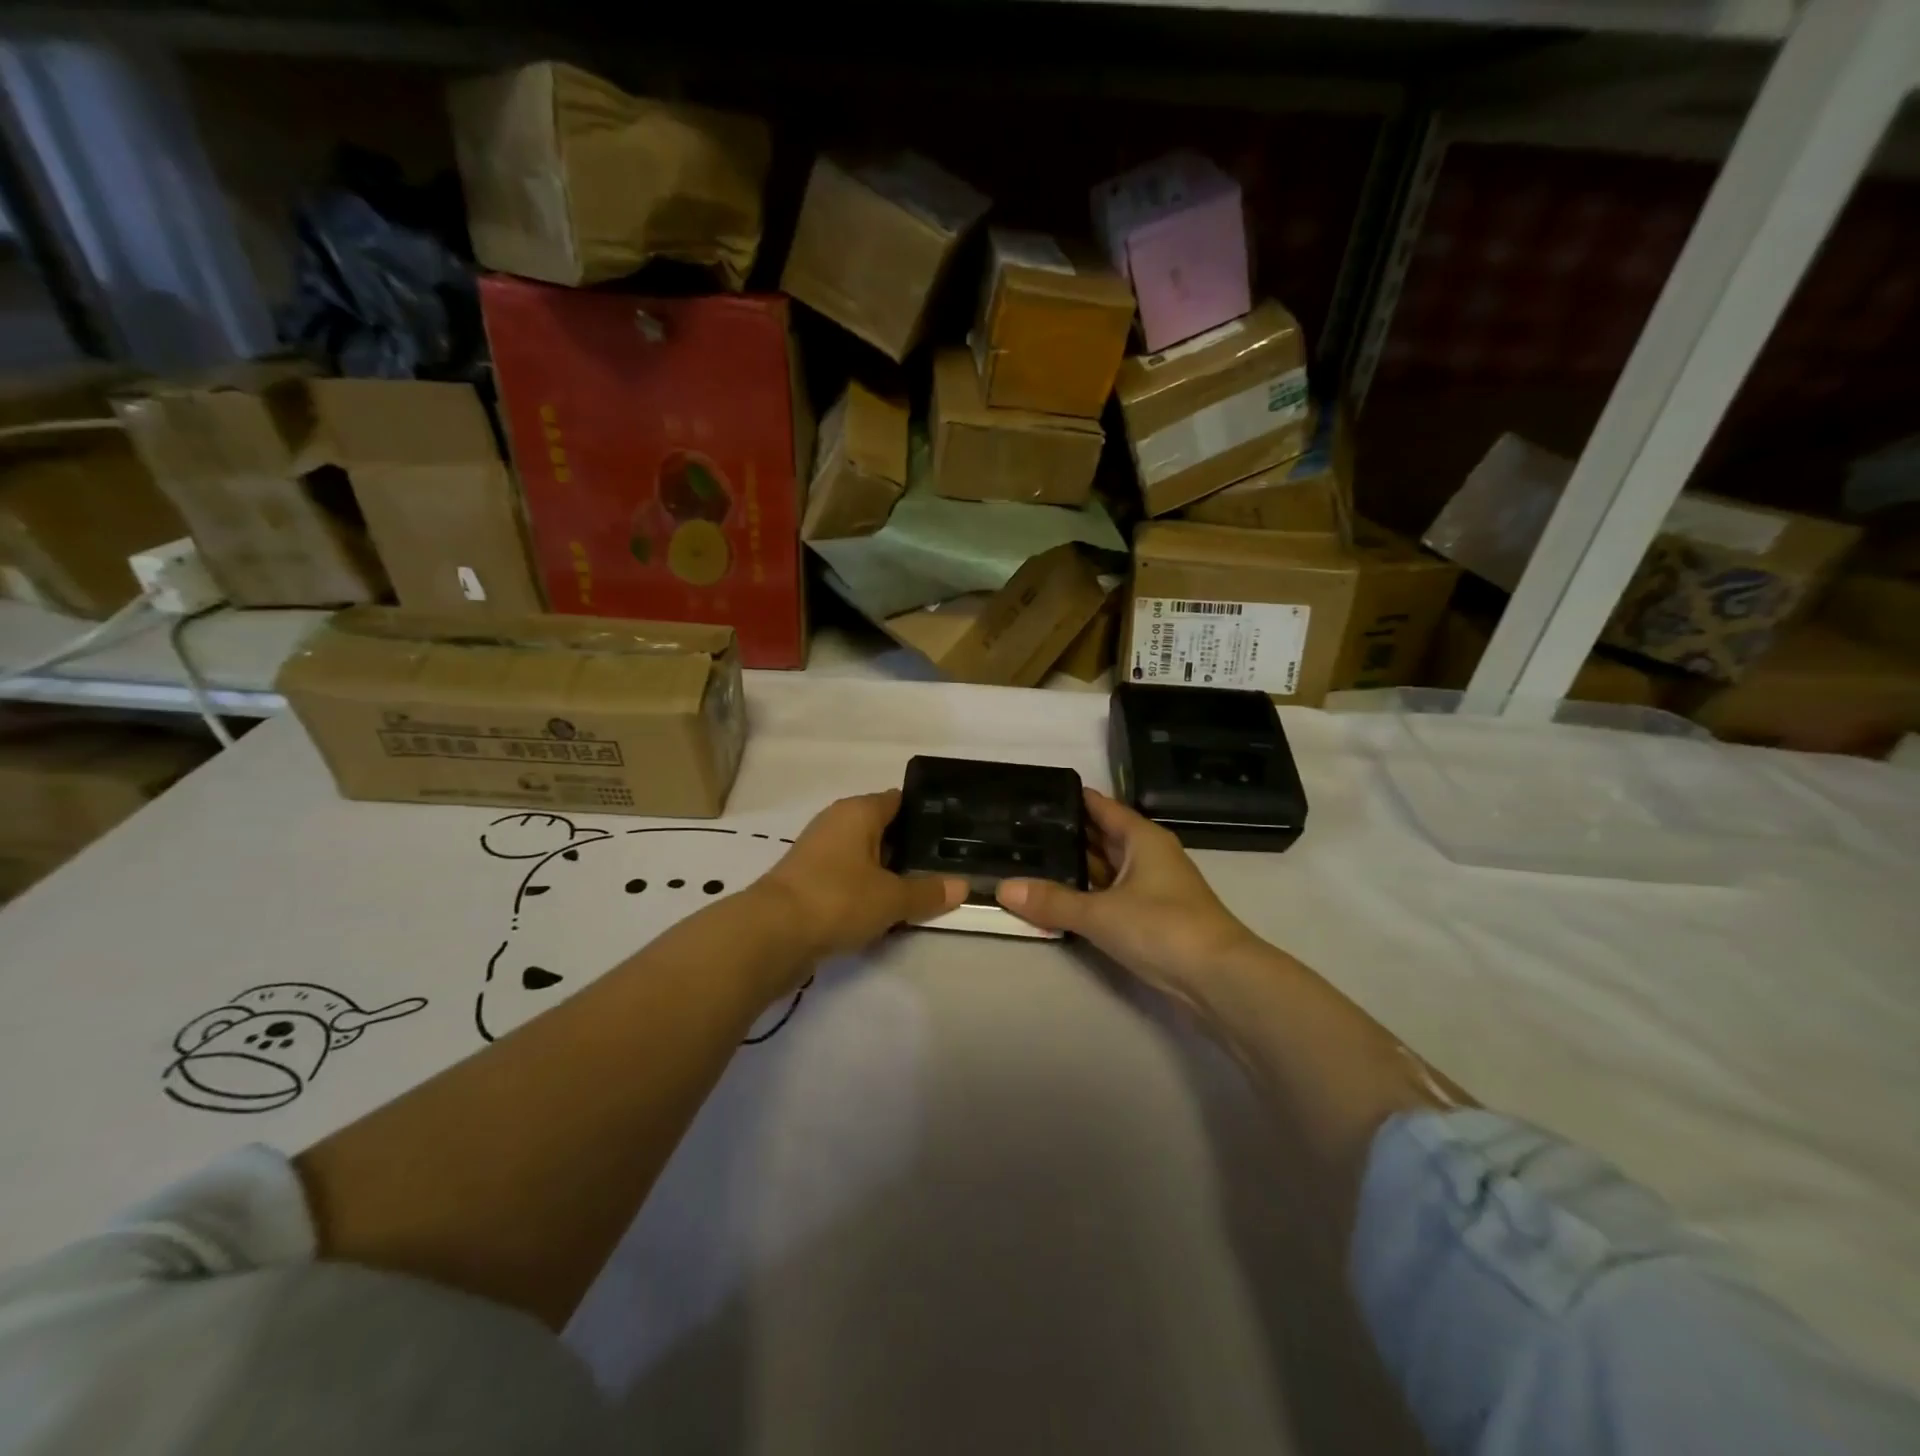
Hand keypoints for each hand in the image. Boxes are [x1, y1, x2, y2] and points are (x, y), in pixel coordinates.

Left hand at [755, 790, 964, 962]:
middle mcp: (837, 823)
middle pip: (883, 829)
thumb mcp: (892, 898)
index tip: (953, 832)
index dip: (926, 814)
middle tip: (946, 866)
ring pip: (865, 856)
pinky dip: (866, 890)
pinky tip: (887, 910)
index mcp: (858, 811)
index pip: (900, 800)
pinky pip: (848, 879)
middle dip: (910, 848)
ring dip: (888, 873)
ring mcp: (819, 852)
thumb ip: (928, 891)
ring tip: (923, 890)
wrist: (772, 934)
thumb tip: (964, 886)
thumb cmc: (838, 898)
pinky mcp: (808, 881)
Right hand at [996, 789, 1264, 1008]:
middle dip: (1066, 834)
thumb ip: (1052, 901)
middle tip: (1019, 830)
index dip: (1071, 799)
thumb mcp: (1100, 913)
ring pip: (1105, 868)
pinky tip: (1057, 898)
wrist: (1218, 978)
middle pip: (1101, 836)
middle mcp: (1147, 855)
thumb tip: (1003, 888)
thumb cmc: (1162, 927)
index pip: (1101, 806)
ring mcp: (1151, 887)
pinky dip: (1086, 895)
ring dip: (1074, 868)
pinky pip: (1110, 895)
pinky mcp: (1151, 917)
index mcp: (1142, 838)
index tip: (1034, 795)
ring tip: (1028, 861)